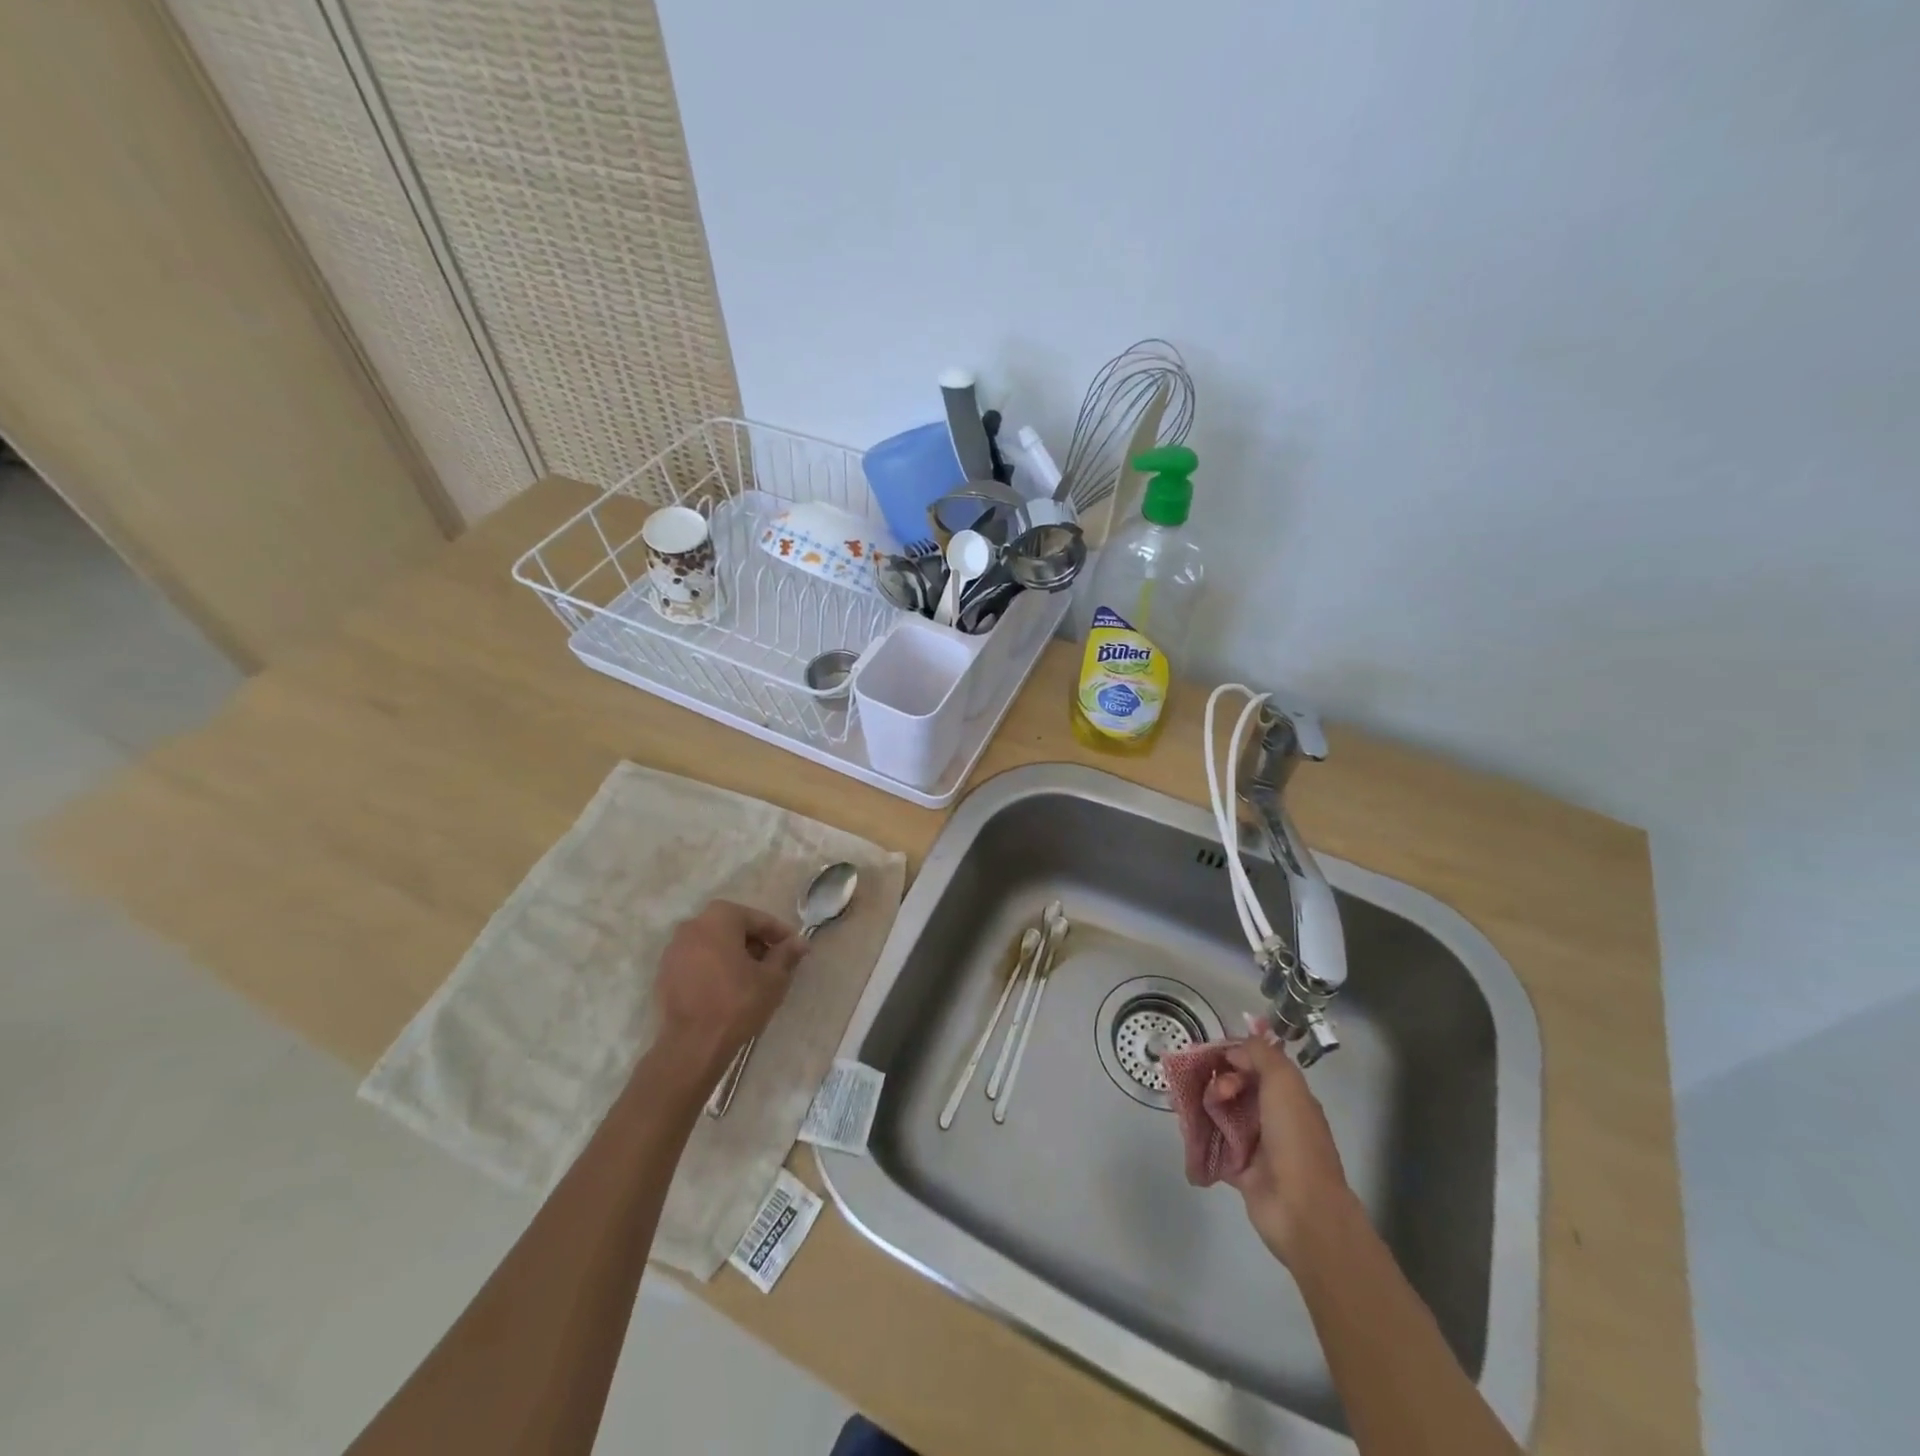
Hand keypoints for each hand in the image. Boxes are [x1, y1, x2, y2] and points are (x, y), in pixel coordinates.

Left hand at [653, 900, 807, 1081]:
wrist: (692, 1045)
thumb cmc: (737, 1003)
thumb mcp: (772, 978)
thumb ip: (786, 954)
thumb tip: (799, 942)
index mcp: (719, 918)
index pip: (758, 920)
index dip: (780, 935)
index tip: (795, 949)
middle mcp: (692, 926)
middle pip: (733, 928)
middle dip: (756, 943)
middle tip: (775, 963)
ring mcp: (674, 950)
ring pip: (714, 945)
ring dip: (734, 955)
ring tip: (753, 978)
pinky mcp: (664, 974)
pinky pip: (698, 962)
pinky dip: (714, 968)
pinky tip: (728, 988)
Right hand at [1211, 1031, 1356, 1266]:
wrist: (1301, 1208)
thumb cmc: (1295, 1139)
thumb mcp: (1284, 1082)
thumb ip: (1260, 1054)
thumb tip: (1234, 1050)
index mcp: (1288, 1095)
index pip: (1255, 1063)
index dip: (1233, 1054)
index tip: (1211, 1054)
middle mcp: (1272, 1116)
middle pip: (1235, 1086)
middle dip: (1219, 1081)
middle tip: (1218, 1093)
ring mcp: (1255, 1142)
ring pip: (1221, 1112)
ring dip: (1205, 1104)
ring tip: (1194, 1108)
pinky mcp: (1238, 1167)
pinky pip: (1214, 1142)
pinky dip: (1200, 1133)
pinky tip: (1187, 1125)